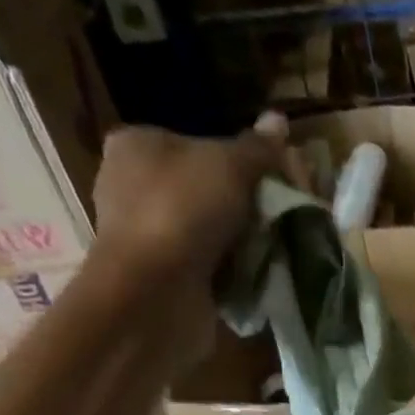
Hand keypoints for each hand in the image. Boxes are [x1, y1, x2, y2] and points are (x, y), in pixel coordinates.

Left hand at [90, 115, 287, 282]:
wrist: (155, 293)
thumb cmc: (182, 212)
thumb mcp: (229, 166)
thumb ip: (257, 149)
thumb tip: (279, 120)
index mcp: (137, 145)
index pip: (197, 144)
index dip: (240, 160)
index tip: (275, 180)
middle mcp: (133, 187)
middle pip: (206, 190)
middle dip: (245, 206)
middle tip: (281, 216)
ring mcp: (146, 237)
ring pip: (210, 232)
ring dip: (242, 243)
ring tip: (276, 248)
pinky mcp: (162, 279)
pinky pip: (209, 268)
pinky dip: (232, 273)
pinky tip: (257, 277)